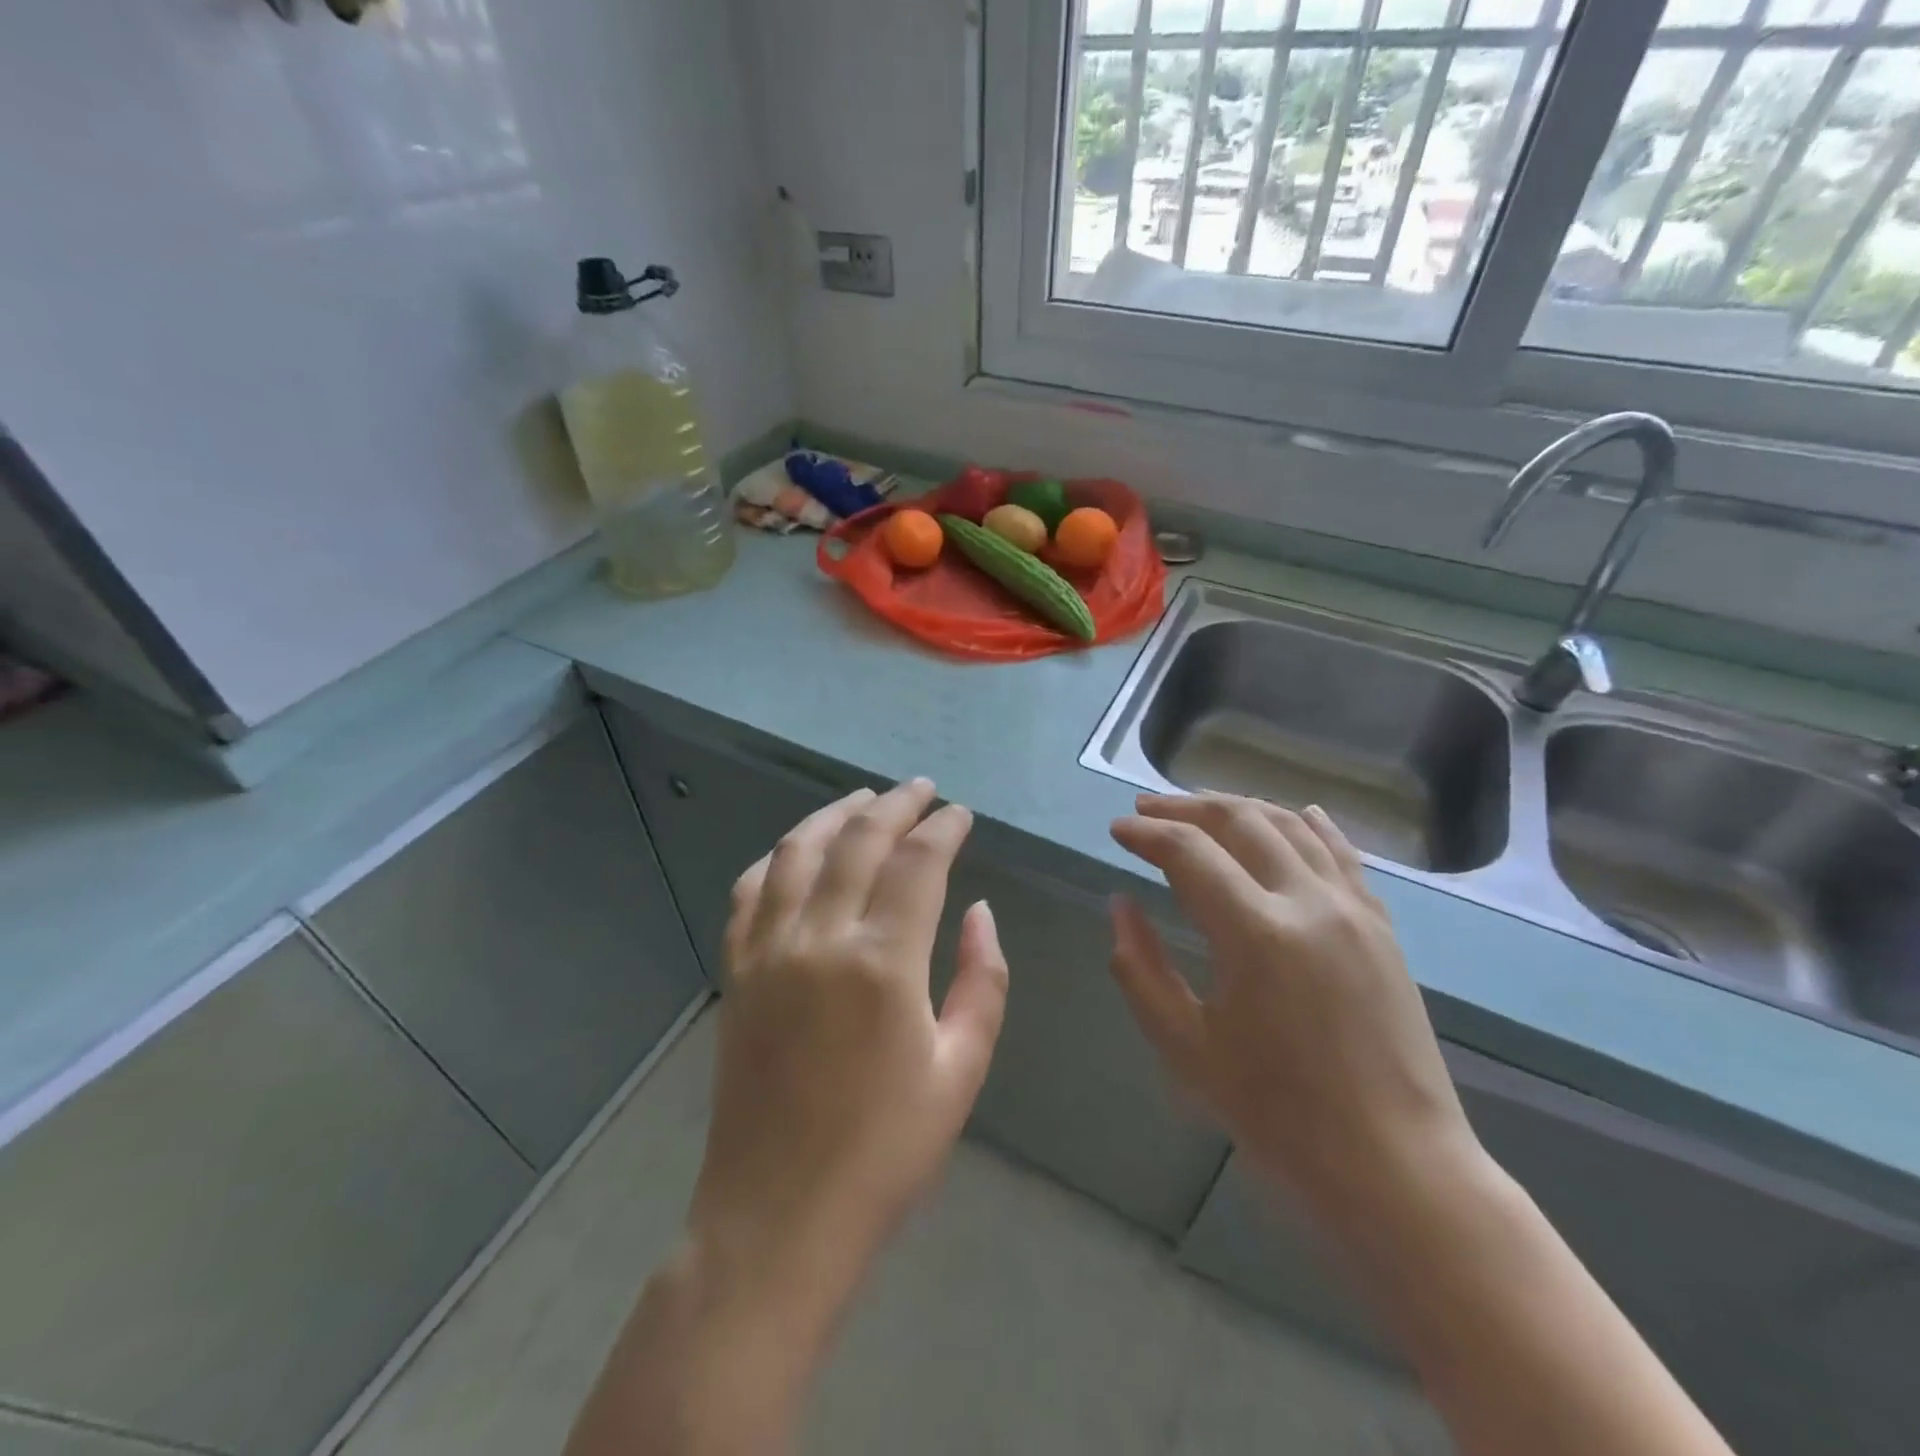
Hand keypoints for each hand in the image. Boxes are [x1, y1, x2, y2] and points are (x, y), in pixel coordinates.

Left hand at [689, 779, 1009, 1292]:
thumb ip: (982, 979)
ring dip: (834, 814)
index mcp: (882, 962)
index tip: (961, 814)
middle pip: (858, 840)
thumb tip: (979, 912)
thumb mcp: (962, 1068)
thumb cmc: (886, 1150)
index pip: (918, 862)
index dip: (944, 828)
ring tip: (864, 799)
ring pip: (797, 851)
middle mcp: (819, 938)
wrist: (779, 1216)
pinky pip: (750, 890)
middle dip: (896, 805)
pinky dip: (778, 857)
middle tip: (922, 790)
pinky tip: (797, 851)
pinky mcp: (736, 971)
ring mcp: (767, 950)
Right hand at [1108, 794, 1475, 1211]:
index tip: (1117, 829)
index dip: (1146, 833)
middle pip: (1239, 821)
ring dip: (1239, 807)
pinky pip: (1341, 853)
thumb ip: (1140, 968)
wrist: (1396, 1167)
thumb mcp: (1186, 1048)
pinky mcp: (1381, 926)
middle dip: (1185, 807)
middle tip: (1147, 809)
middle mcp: (1307, 902)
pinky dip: (1307, 825)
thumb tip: (1120, 905)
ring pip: (1290, 825)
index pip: (1188, 852)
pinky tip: (1294, 815)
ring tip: (1201, 809)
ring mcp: (1353, 909)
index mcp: (1255, 933)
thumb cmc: (1279, 1116)